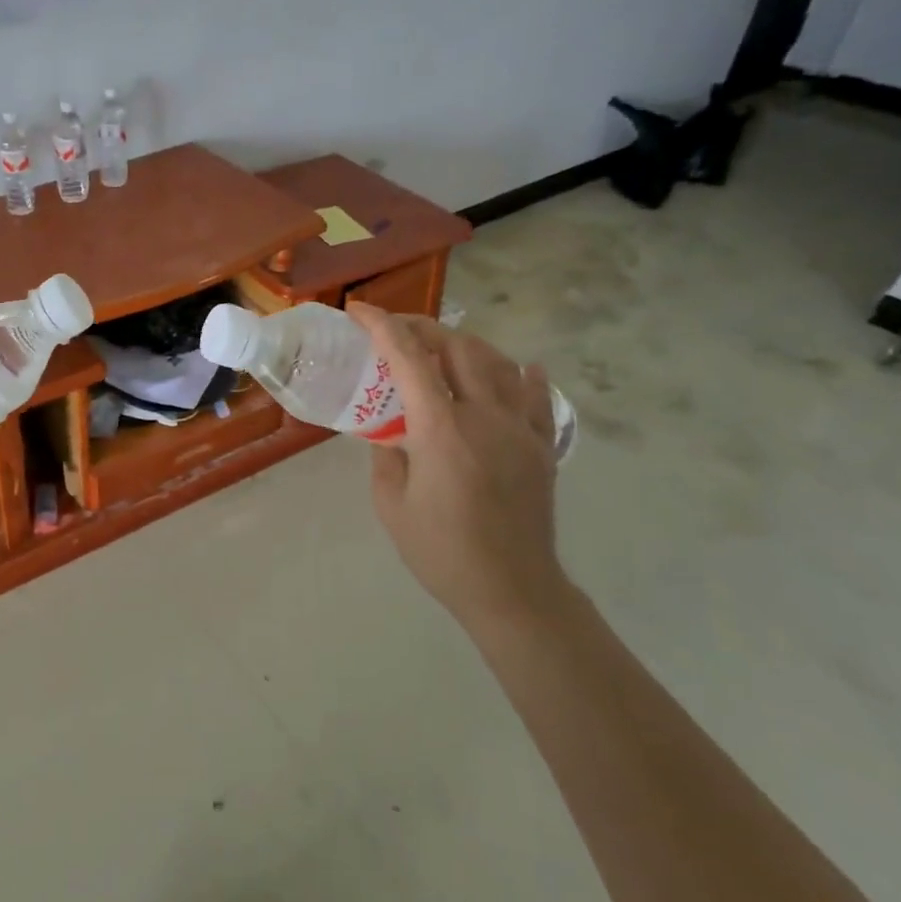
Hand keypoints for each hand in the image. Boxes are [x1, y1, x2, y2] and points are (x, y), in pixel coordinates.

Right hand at [345, 303, 565, 633]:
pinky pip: (538, 398)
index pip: (408, 358)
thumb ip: (386, 455)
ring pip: (498, 362)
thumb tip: (391, 431)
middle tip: (395, 330)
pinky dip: (524, 376)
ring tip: (442, 348)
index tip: (358, 311)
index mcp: (441, 428)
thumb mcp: (390, 503)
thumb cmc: (440, 550)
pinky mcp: (542, 447)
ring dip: (465, 345)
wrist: (512, 590)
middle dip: (422, 327)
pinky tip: (520, 368)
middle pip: (457, 347)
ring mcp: (520, 429)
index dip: (381, 326)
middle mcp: (484, 416)